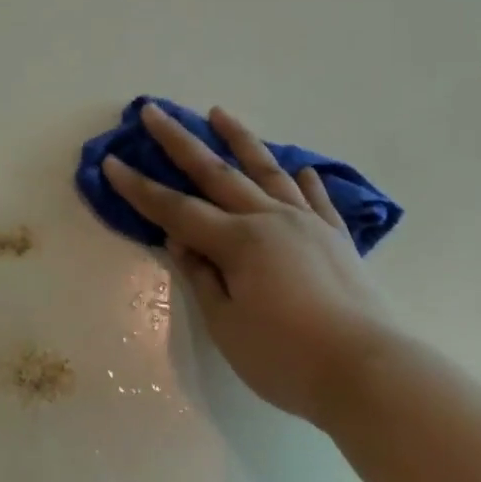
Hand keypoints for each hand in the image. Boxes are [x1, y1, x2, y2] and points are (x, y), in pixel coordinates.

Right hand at [102, 103, 394, 427]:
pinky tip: (300, 169)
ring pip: (267, 170)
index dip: (140, 189)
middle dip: (179, 141)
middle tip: (154, 110)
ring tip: (219, 112)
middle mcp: (269, 219)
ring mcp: (306, 223)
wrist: (369, 371)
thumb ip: (202, 277)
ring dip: (240, 139)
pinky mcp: (336, 238)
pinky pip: (316, 199)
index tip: (111, 162)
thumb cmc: (287, 358)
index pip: (176, 210)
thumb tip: (181, 239)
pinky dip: (304, 181)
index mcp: (238, 241)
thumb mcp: (228, 327)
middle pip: (215, 172)